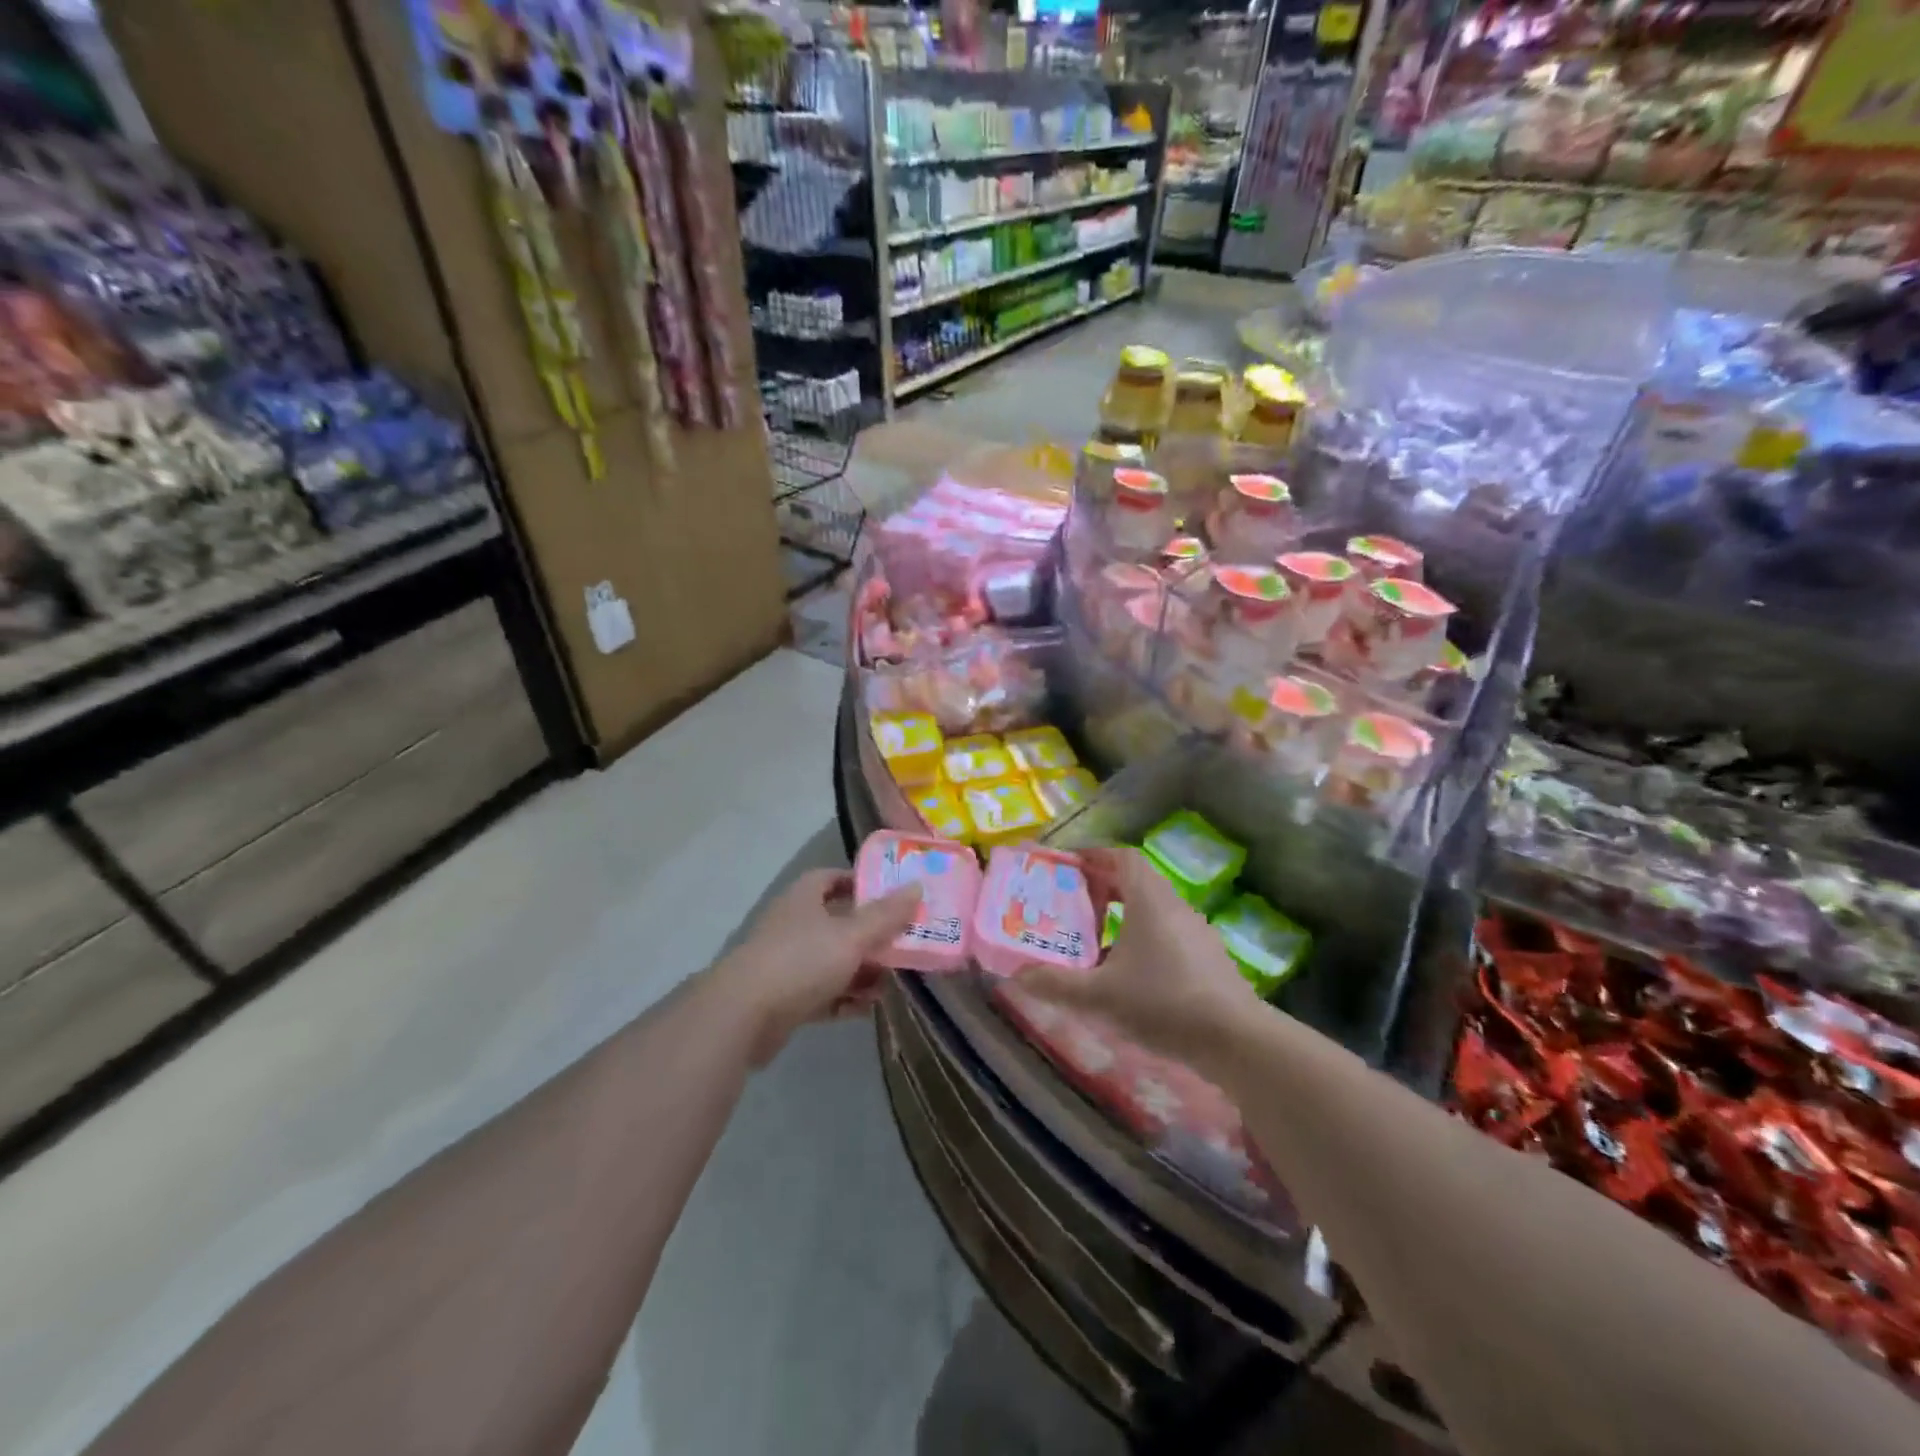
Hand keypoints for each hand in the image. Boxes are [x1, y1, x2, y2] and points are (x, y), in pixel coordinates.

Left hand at [710, 868, 920, 1065]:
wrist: (743, 1016)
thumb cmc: (801, 961)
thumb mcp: (851, 935)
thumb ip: (886, 915)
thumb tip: (917, 887)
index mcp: (804, 899)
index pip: (832, 878)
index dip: (860, 883)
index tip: (892, 895)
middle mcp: (794, 925)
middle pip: (838, 922)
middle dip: (870, 934)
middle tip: (904, 943)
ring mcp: (786, 963)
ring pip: (832, 960)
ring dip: (861, 970)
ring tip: (893, 981)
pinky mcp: (784, 998)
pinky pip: (823, 993)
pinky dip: (844, 998)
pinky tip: (868, 1008)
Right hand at [1014, 847, 1266, 1069]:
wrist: (1236, 1041)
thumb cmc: (1163, 1004)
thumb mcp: (1100, 996)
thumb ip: (1056, 984)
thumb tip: (1016, 977)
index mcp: (1149, 901)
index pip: (1122, 856)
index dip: (1094, 854)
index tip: (1068, 865)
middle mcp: (1175, 906)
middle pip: (1137, 880)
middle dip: (1103, 885)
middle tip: (1072, 902)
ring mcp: (1196, 932)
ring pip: (1153, 908)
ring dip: (1123, 914)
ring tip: (1094, 938)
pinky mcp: (1208, 958)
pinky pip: (1168, 932)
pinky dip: (1142, 936)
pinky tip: (1128, 971)